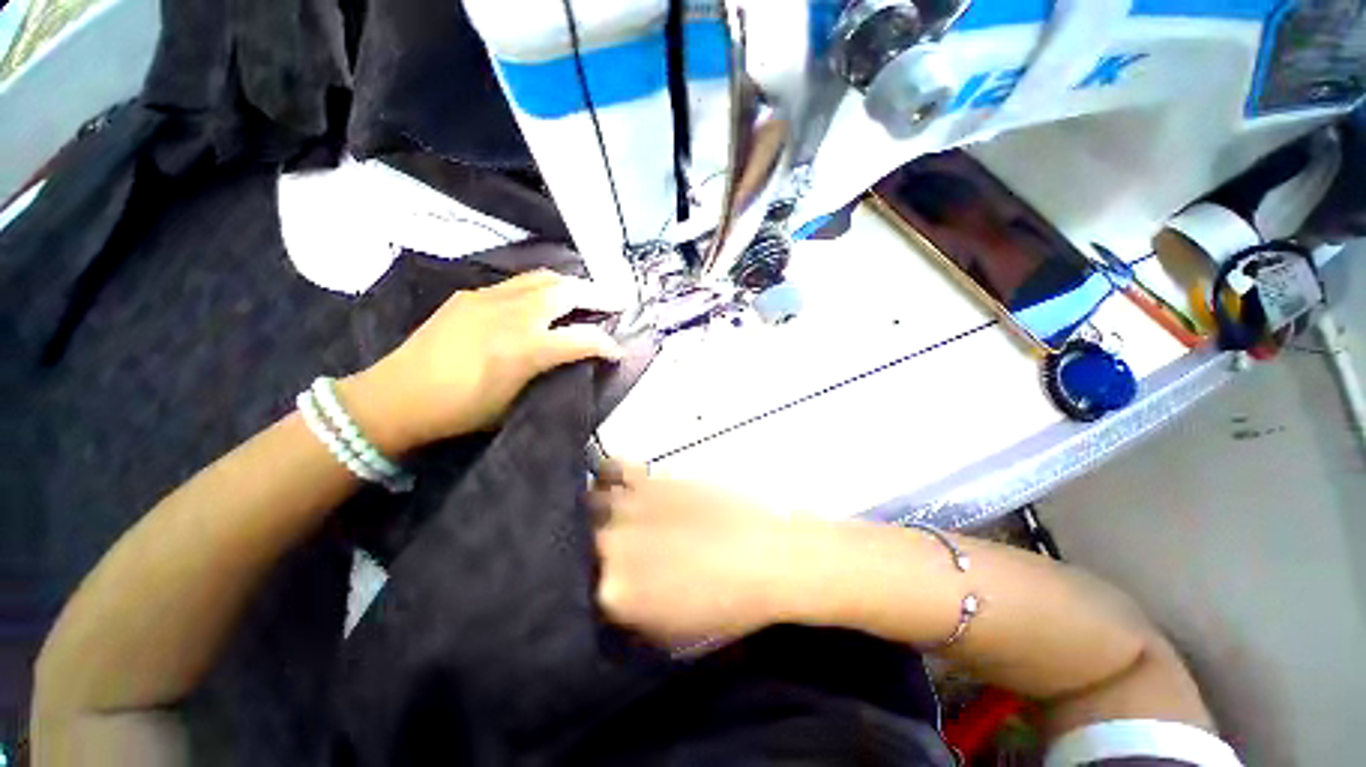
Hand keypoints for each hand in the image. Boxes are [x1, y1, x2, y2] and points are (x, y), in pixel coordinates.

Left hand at [342, 270, 623, 451]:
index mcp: (525, 349)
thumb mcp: (516, 403)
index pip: (583, 339)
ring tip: (586, 295)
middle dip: (599, 297)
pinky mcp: (471, 294)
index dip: (608, 345)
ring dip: (572, 285)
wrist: (396, 397)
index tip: (618, 352)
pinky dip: (541, 287)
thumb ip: (549, 375)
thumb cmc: (461, 411)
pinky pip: (517, 282)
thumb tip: (574, 362)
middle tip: (617, 302)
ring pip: (544, 278)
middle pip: (568, 292)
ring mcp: (489, 298)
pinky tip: (543, 299)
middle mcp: (512, 314)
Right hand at [589, 460, 813, 644]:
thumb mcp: (672, 632)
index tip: (611, 567)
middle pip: (583, 538)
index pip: (584, 582)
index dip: (598, 573)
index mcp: (614, 594)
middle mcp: (611, 548)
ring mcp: (629, 508)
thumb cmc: (726, 604)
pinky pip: (616, 468)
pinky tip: (624, 479)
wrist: (765, 558)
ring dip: (601, 504)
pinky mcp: (651, 480)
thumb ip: (631, 615)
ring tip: (618, 506)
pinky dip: (614, 472)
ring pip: (592, 500)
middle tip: (620, 537)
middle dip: (598, 539)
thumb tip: (612, 594)